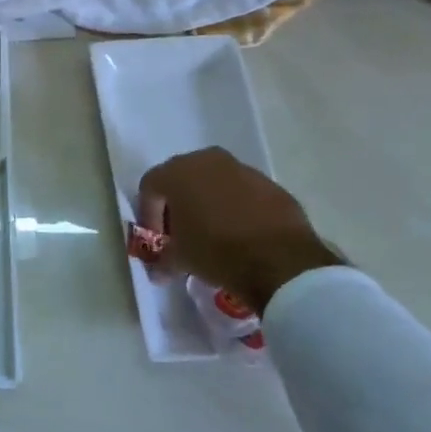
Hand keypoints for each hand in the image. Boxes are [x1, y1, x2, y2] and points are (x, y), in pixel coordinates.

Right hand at [136, 147, 344, 313]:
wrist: (282, 262)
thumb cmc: (217, 252)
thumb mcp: (180, 259)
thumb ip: (162, 259)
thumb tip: (157, 270)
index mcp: (177, 172)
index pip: (150, 188)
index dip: (149, 215)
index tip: (158, 241)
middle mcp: (206, 160)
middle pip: (181, 179)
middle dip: (178, 206)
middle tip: (181, 234)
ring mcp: (242, 169)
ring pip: (214, 183)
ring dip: (208, 204)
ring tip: (213, 235)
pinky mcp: (270, 185)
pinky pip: (243, 193)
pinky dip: (236, 208)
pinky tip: (241, 234)